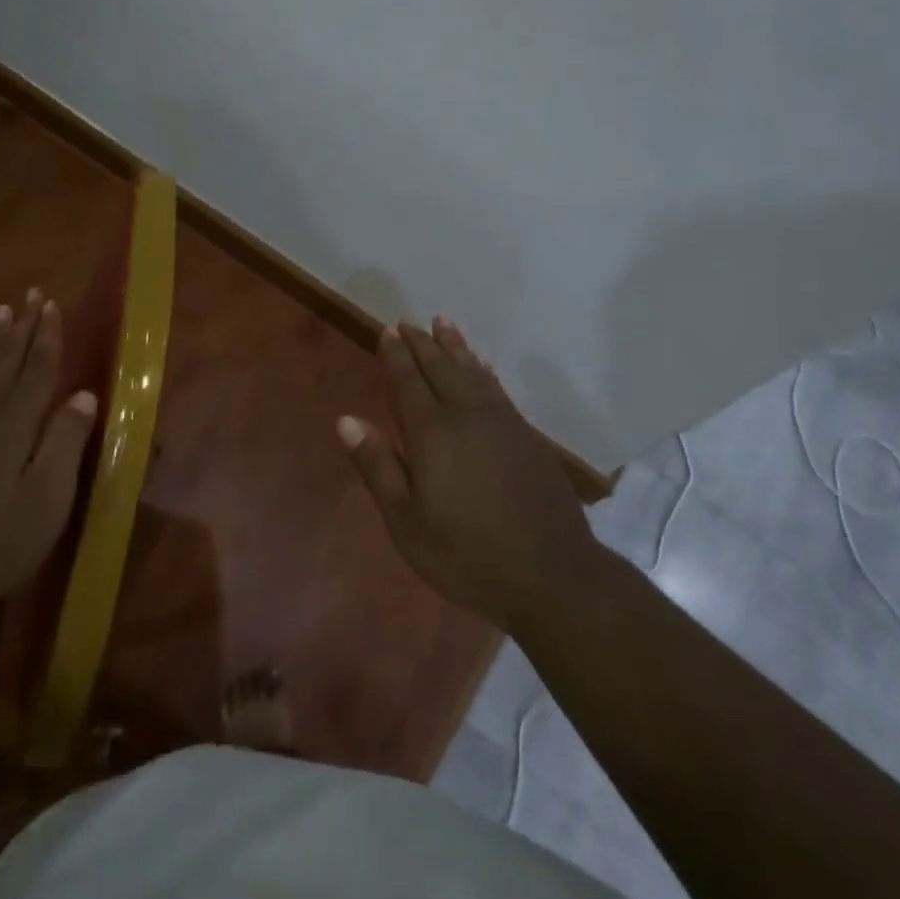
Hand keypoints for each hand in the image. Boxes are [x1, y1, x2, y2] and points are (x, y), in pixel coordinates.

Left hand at [0, 290, 97, 603]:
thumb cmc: (4, 535)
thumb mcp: (49, 492)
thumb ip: (66, 440)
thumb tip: (83, 396)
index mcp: (15, 423)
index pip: (37, 369)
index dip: (47, 337)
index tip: (52, 304)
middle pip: (7, 362)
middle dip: (22, 328)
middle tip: (30, 294)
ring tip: (1, 313)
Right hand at [337, 319, 600, 634]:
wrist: (552, 575)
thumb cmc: (467, 556)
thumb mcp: (407, 523)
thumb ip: (378, 467)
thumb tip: (347, 420)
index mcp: (433, 435)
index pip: (408, 383)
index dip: (395, 356)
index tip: (386, 331)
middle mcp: (467, 416)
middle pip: (441, 369)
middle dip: (422, 344)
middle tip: (407, 323)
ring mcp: (503, 423)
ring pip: (473, 372)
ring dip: (455, 347)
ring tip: (442, 323)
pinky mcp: (528, 436)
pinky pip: (498, 388)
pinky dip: (484, 370)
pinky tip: (482, 365)